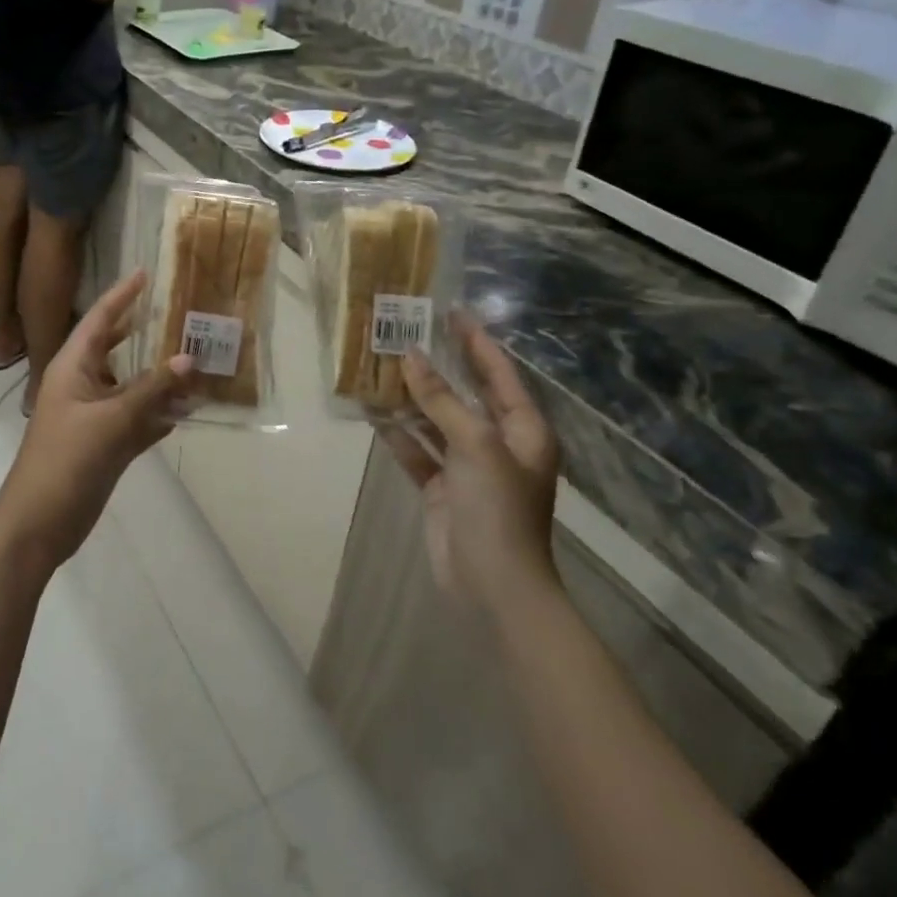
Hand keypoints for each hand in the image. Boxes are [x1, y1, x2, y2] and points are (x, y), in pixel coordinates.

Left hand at [0, 271, 195, 565]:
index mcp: (73, 367)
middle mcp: (83, 384)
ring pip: (132, 387)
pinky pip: (137, 419)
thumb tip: (189, 356)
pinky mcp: (105, 444)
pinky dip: (158, 414)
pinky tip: (187, 409)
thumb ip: (152, 388)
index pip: (100, 319)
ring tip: (197, 361)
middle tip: (180, 316)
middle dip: (145, 334)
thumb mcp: (112, 420)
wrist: (39, 524)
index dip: (122, 295)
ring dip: (159, 379)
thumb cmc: (67, 460)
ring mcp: (94, 416)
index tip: (145, 273)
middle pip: (118, 350)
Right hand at [376, 312, 560, 606]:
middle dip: (437, 367)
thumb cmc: (498, 508)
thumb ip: (442, 399)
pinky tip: (373, 414)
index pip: (498, 373)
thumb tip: (411, 357)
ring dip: (411, 399)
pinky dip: (399, 435)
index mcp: (523, 429)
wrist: (493, 585)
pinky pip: (419, 450)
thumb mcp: (475, 445)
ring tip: (380, 367)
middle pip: (465, 394)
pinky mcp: (443, 487)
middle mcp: (498, 442)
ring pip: (436, 421)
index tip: (451, 311)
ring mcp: (468, 466)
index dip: (476, 341)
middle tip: (407, 333)